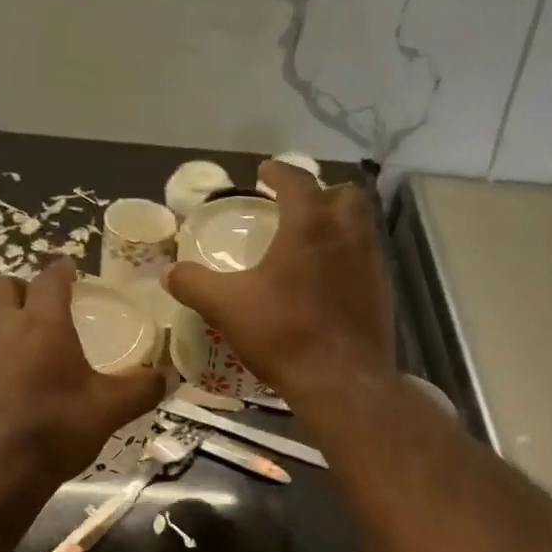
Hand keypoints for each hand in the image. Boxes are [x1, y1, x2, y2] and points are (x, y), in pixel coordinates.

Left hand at [0, 259, 164, 490]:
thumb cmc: (53, 432)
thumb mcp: (108, 411)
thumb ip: (141, 389)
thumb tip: (171, 376)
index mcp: (42, 323)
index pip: (50, 280)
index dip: (61, 270)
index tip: (68, 268)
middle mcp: (0, 326)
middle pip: (2, 286)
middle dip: (21, 288)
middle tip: (38, 305)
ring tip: (13, 336)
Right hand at [163, 160, 395, 409]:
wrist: (340, 380)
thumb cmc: (283, 333)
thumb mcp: (226, 307)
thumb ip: (194, 284)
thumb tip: (168, 273)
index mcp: (309, 225)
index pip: (297, 180)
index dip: (279, 171)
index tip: (265, 171)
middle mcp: (347, 234)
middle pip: (343, 194)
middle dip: (321, 192)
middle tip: (297, 206)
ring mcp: (371, 262)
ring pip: (361, 225)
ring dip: (339, 222)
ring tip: (312, 240)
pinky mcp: (382, 292)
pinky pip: (366, 259)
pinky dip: (348, 256)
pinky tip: (328, 280)